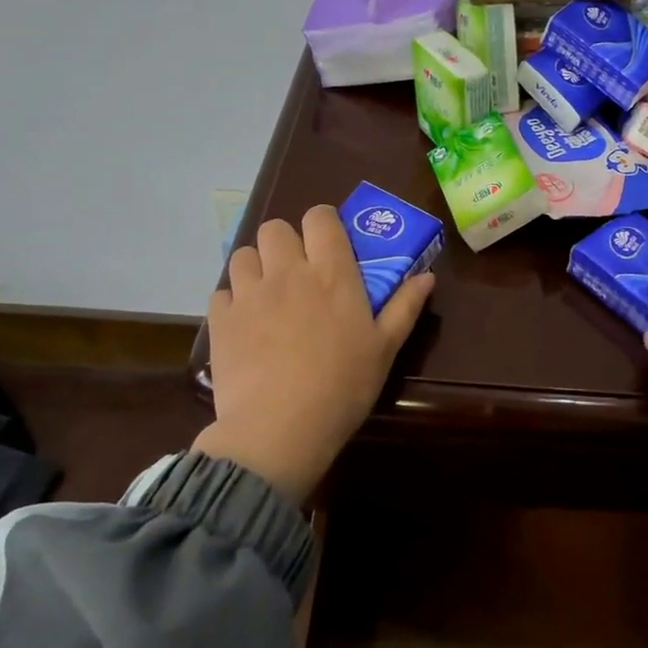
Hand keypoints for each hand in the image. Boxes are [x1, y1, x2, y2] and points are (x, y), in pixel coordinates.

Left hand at [194, 206, 433, 502]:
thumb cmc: (343, 386)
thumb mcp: (385, 349)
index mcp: (332, 274)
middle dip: (286, 242)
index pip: (320, 217)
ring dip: (256, 266)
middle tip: (298, 272)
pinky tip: (245, 324)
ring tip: (268, 294)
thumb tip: (427, 276)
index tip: (329, 243)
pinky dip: (233, 301)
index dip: (323, 222)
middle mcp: (288, 272)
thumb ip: (405, 307)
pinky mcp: (221, 320)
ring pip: (243, 254)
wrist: (279, 429)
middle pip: (275, 228)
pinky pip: (222, 292)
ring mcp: (249, 294)